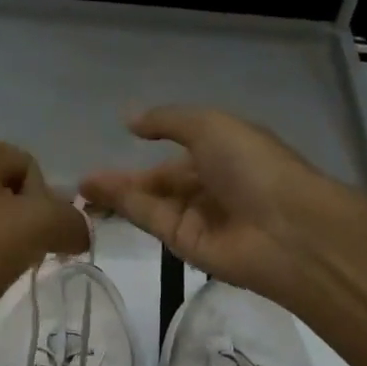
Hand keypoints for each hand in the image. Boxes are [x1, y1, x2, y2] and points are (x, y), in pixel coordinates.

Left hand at [0, 139, 89, 365]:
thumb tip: (79, 234)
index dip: (47, 201)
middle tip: (27, 255)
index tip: (41, 235)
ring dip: (5, 246)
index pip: (29, 166)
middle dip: (27, 225)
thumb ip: (71, 221)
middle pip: (8, 194)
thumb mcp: (38, 226)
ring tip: (4, 272)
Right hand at [80, 107, 362, 309]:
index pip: (176, 155)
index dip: (144, 152)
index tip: (112, 147)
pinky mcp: (185, 246)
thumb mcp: (210, 126)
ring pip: (148, 204)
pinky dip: (126, 209)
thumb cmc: (254, 166)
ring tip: (79, 190)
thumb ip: (168, 121)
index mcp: (223, 154)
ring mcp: (196, 218)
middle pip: (157, 184)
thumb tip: (130, 119)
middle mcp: (208, 187)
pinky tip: (97, 198)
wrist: (287, 229)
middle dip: (122, 181)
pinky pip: (151, 221)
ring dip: (115, 195)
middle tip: (81, 182)